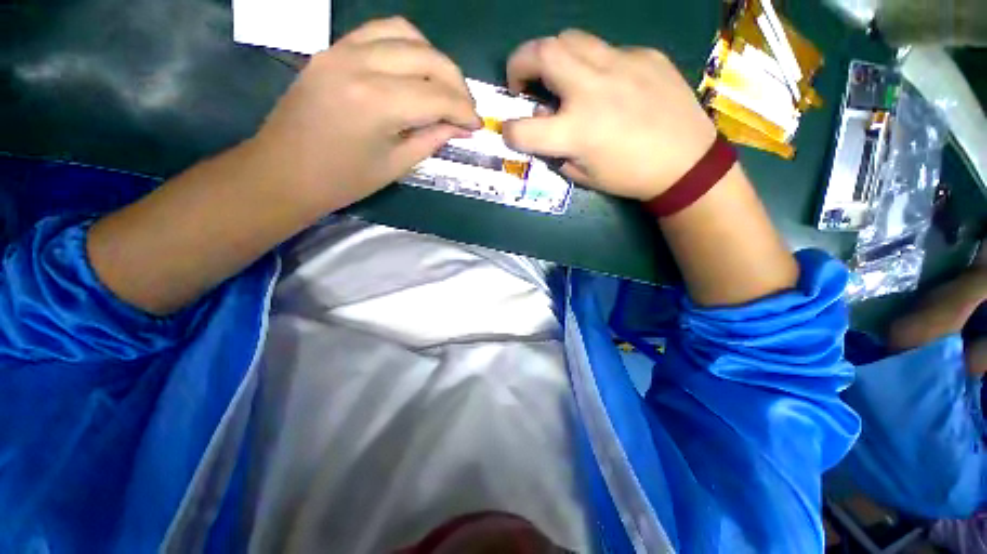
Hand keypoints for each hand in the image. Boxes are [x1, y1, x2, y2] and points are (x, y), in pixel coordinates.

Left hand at [249, 17, 480, 212]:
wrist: (283, 172)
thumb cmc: (342, 181)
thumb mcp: (396, 166)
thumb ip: (432, 139)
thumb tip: (460, 127)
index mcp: (377, 103)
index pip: (437, 95)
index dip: (464, 110)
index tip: (476, 125)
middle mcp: (360, 65)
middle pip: (426, 57)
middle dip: (456, 82)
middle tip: (465, 108)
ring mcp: (341, 50)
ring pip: (404, 33)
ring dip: (433, 58)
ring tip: (443, 86)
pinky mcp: (332, 49)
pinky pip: (378, 32)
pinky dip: (405, 45)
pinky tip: (414, 69)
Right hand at [502, 30, 716, 199]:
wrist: (686, 162)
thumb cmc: (629, 176)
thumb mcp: (584, 175)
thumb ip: (557, 151)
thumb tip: (545, 124)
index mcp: (576, 131)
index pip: (522, 128)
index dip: (509, 132)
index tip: (511, 132)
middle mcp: (592, 90)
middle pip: (541, 53)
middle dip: (519, 63)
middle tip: (523, 83)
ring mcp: (620, 65)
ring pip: (570, 39)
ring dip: (553, 56)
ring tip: (560, 77)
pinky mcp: (644, 55)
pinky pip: (606, 51)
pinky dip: (593, 66)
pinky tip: (606, 85)